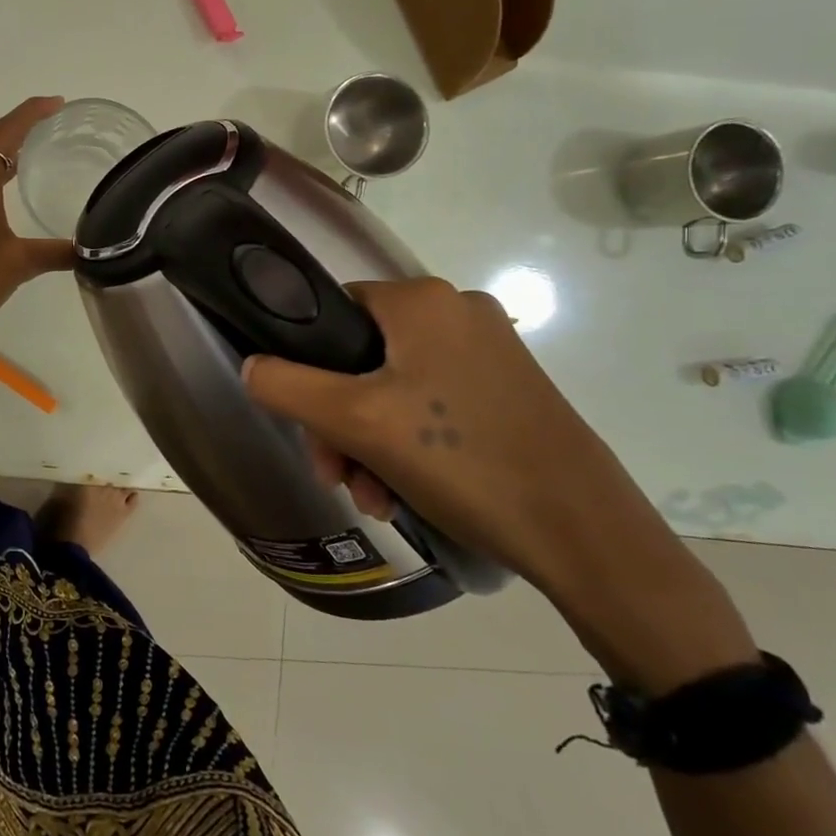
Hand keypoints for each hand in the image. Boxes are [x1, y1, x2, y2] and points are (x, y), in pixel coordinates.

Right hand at [241, 279, 754, 687]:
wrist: (585, 534)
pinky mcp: (506, 391)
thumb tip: (251, 366)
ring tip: (371, 497)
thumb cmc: (462, 460)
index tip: (305, 423)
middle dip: (337, 420)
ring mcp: (488, 353)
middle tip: (336, 475)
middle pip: (360, 356)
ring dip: (367, 442)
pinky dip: (406, 445)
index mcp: (423, 301)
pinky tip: (401, 494)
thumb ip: (287, 386)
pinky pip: (430, 406)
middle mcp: (458, 313)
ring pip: (392, 388)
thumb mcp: (356, 422)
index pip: (331, 309)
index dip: (305, 363)